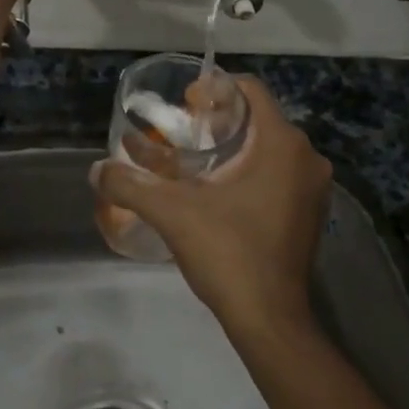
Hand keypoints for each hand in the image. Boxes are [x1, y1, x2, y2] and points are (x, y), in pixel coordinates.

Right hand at [93, 74, 331, 344]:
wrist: (269, 319)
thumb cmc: (228, 253)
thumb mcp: (171, 213)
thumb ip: (130, 184)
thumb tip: (95, 170)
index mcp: (282, 144)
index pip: (251, 90)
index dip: (215, 89)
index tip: (184, 102)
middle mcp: (306, 158)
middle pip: (259, 118)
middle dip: (219, 119)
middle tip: (181, 130)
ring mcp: (313, 188)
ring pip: (269, 147)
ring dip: (234, 146)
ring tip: (193, 158)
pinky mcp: (310, 212)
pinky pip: (278, 173)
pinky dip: (249, 170)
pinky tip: (217, 189)